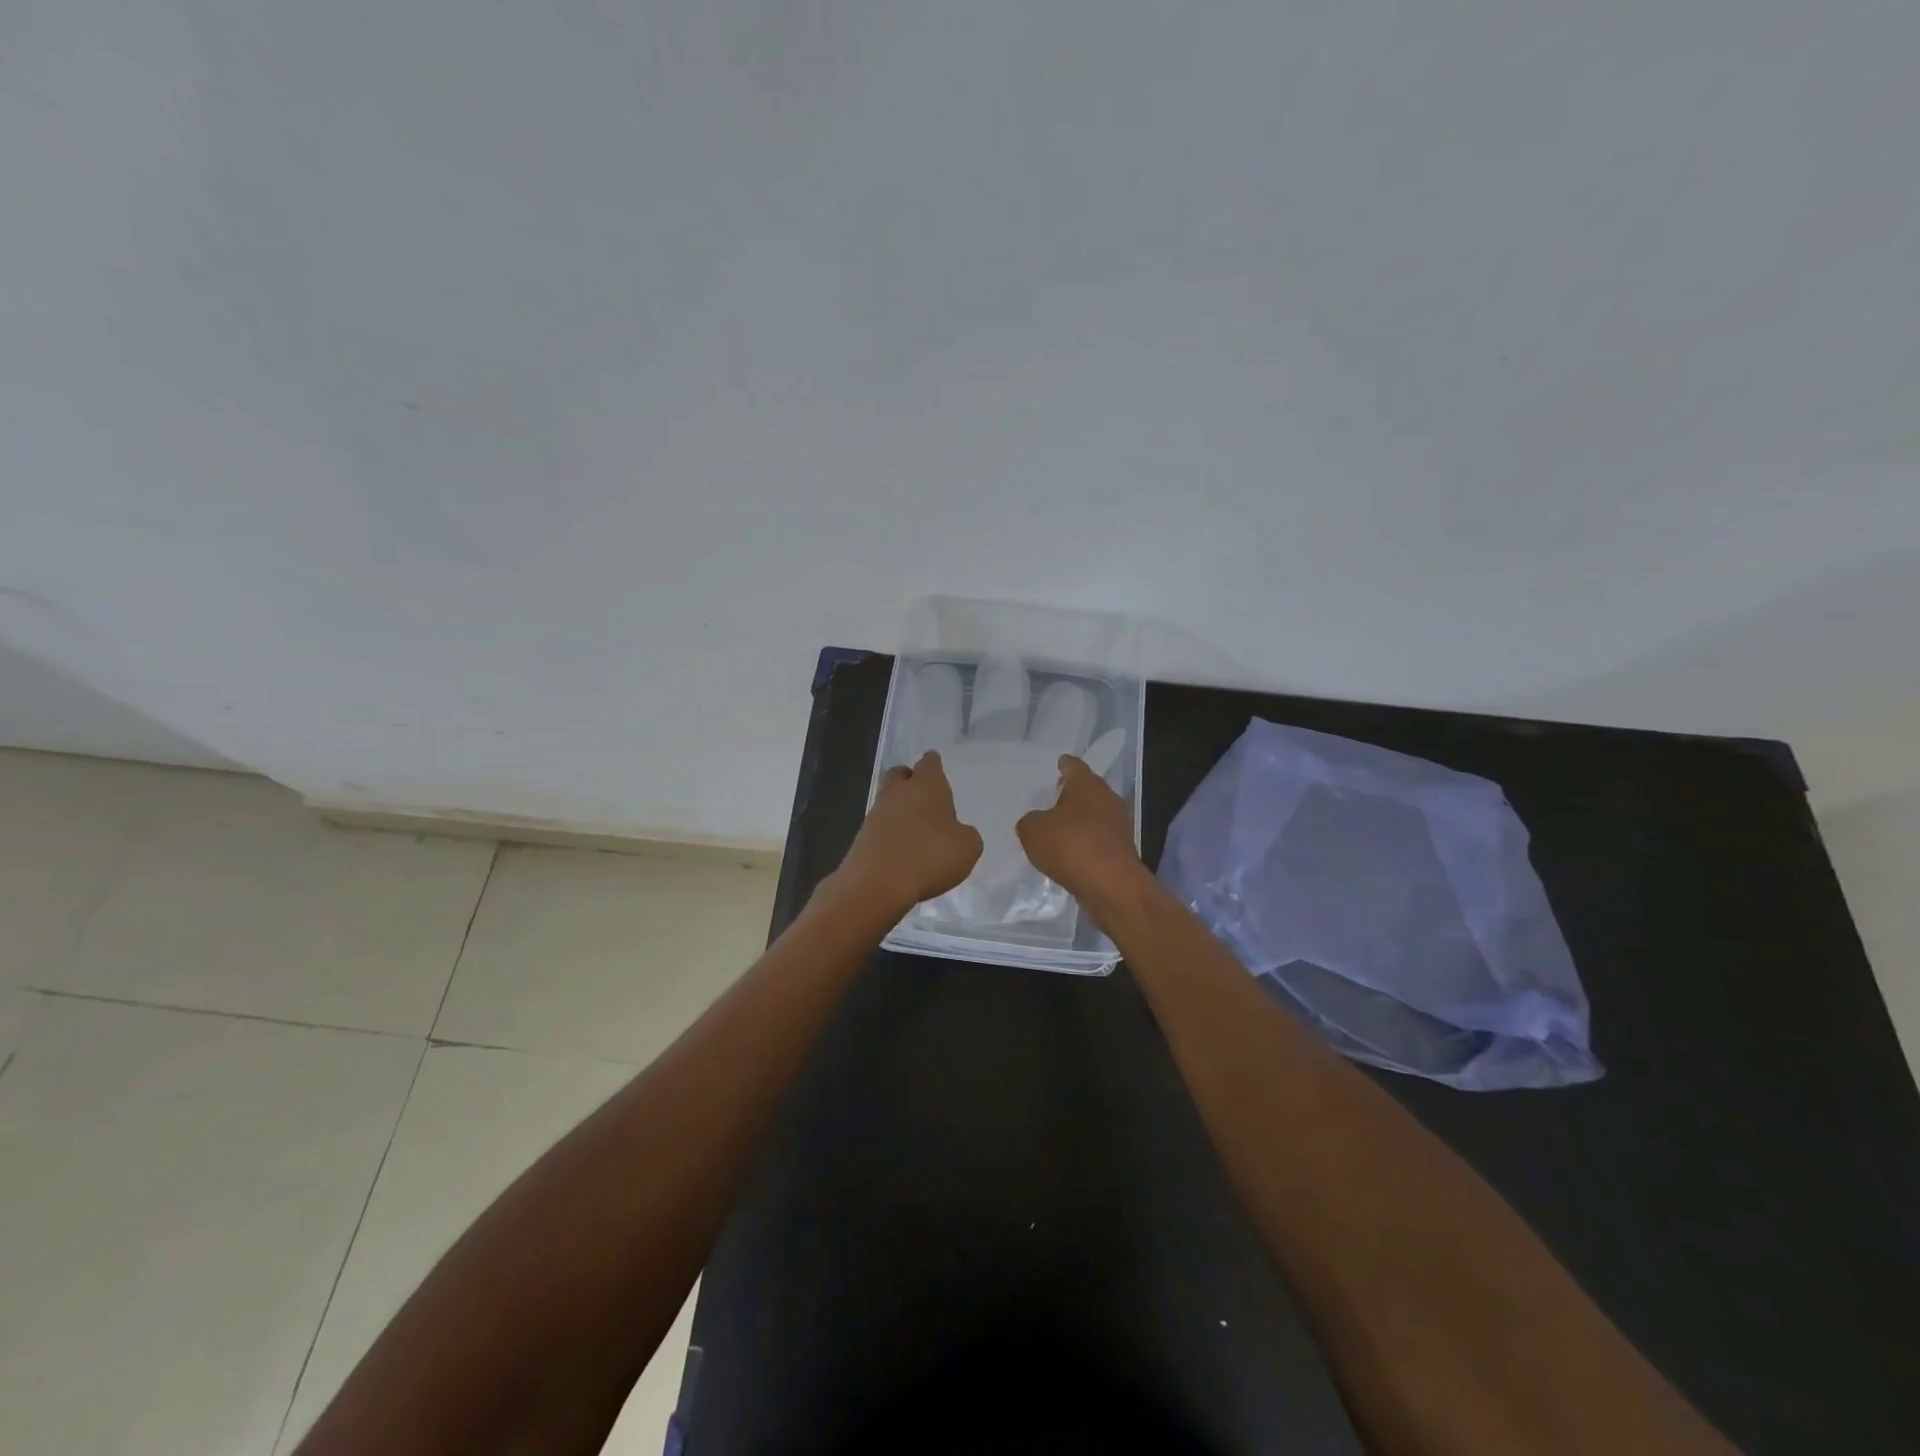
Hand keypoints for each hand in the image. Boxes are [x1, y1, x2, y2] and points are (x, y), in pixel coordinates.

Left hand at [836, 751, 983, 913]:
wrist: (877, 883)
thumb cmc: (930, 856)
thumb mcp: (968, 848)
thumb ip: (966, 834)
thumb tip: (957, 833)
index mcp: (927, 785)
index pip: (930, 763)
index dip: (933, 764)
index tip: (935, 765)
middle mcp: (898, 792)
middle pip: (900, 775)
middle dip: (910, 779)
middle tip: (923, 793)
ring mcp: (876, 813)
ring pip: (888, 800)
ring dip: (900, 810)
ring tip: (917, 829)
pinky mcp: (862, 837)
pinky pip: (880, 827)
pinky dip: (891, 833)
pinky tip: (902, 850)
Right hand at [1017, 754, 1144, 901]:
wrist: (1111, 885)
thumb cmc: (1070, 845)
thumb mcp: (1032, 831)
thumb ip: (1029, 821)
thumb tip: (1035, 822)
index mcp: (1087, 784)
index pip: (1073, 766)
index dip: (1063, 765)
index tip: (1057, 765)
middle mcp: (1108, 798)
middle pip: (1087, 790)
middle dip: (1071, 794)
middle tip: (1052, 799)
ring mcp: (1119, 825)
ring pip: (1095, 815)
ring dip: (1080, 821)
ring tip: (1058, 830)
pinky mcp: (1123, 850)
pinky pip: (1099, 839)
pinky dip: (1086, 843)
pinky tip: (1071, 854)